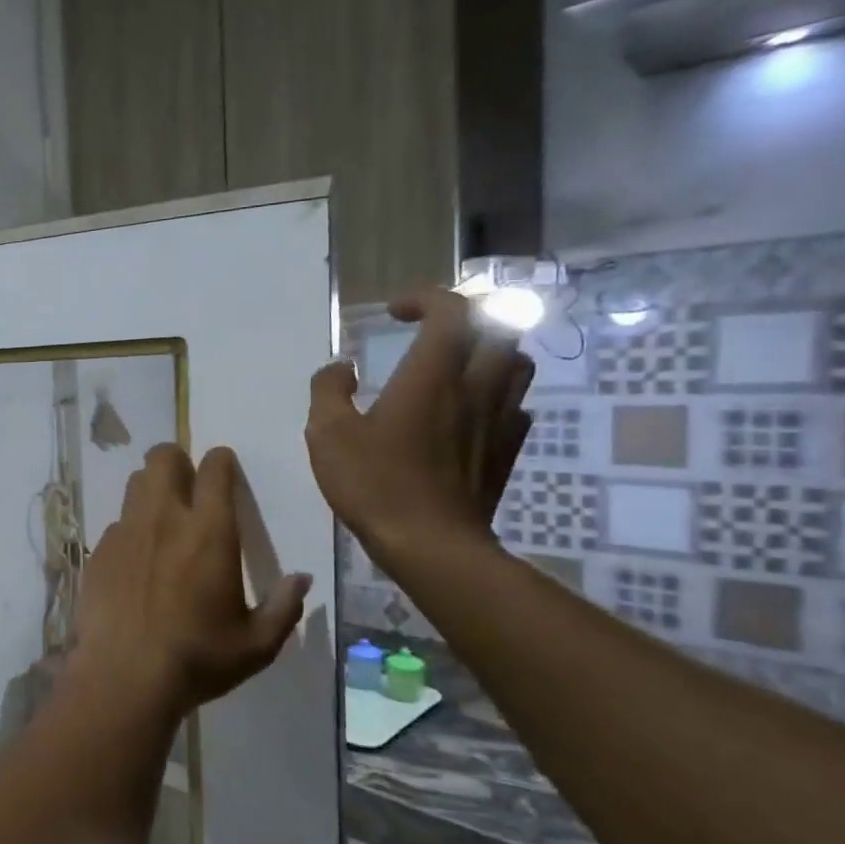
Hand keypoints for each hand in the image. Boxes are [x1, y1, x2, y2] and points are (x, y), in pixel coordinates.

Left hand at [73, 445, 310, 715]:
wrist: (124, 676)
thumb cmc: (198, 659)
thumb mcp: (257, 644)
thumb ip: (283, 607)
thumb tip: (301, 579)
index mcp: (209, 531)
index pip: (215, 469)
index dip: (221, 461)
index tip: (224, 470)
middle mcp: (164, 518)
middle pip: (163, 457)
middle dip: (177, 461)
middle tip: (188, 486)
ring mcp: (126, 532)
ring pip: (135, 483)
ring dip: (150, 489)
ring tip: (161, 519)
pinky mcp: (99, 551)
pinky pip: (116, 523)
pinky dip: (129, 530)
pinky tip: (135, 561)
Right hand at [306, 287, 534, 570]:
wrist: (431, 545)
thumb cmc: (374, 484)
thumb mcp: (327, 434)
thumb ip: (328, 390)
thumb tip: (341, 368)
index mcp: (432, 375)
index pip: (453, 310)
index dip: (427, 298)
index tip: (395, 313)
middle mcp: (475, 387)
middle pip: (501, 327)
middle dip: (469, 318)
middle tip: (434, 330)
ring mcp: (499, 420)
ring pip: (517, 363)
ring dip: (490, 351)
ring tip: (456, 365)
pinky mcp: (507, 451)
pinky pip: (515, 406)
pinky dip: (496, 395)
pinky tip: (469, 413)